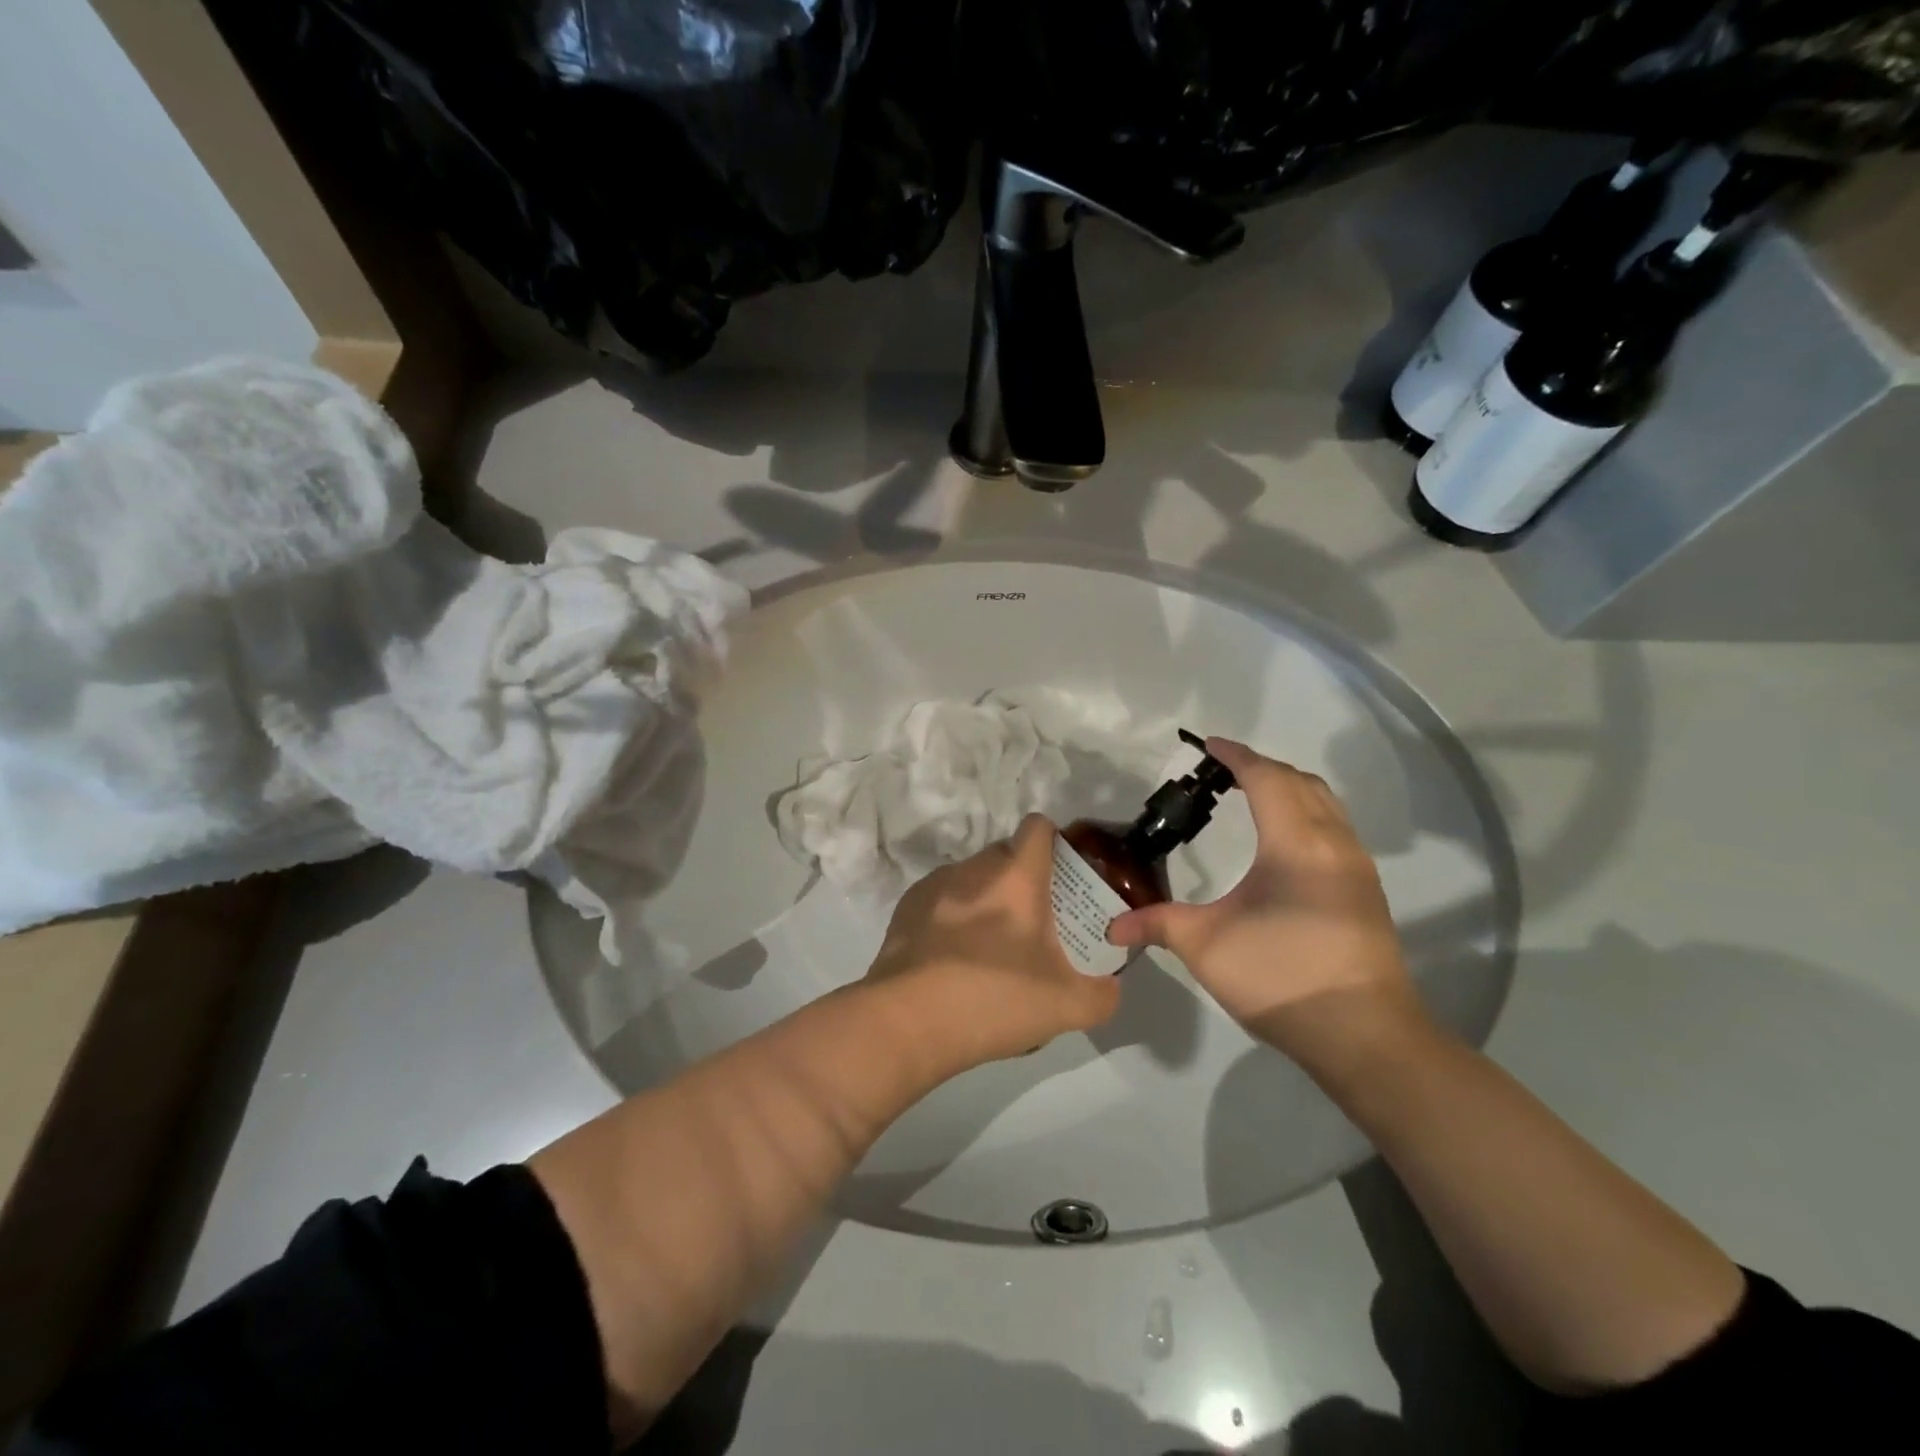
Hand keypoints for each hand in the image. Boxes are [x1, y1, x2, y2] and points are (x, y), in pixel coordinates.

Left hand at [865, 814, 1120, 1075]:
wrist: (907, 1023)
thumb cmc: (994, 1000)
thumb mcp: (1068, 1007)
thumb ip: (1103, 994)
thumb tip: (1110, 987)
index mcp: (1015, 877)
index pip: (1038, 827)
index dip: (1055, 842)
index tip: (1064, 872)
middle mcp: (973, 869)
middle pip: (1004, 853)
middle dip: (1022, 877)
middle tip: (1036, 920)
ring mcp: (934, 886)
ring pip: (970, 877)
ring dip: (985, 897)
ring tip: (991, 946)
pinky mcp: (905, 909)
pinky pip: (940, 900)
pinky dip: (952, 917)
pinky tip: (954, 959)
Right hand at [1106, 738, 1423, 1068]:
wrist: (1365, 1036)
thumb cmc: (1281, 977)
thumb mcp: (1207, 947)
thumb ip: (1157, 925)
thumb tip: (1112, 927)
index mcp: (1295, 843)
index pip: (1266, 778)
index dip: (1235, 756)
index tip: (1207, 746)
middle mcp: (1333, 842)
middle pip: (1300, 782)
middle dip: (1261, 768)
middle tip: (1222, 773)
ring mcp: (1356, 866)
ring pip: (1324, 803)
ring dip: (1288, 788)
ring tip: (1251, 796)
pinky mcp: (1365, 891)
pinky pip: (1335, 827)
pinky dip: (1306, 812)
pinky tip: (1283, 840)